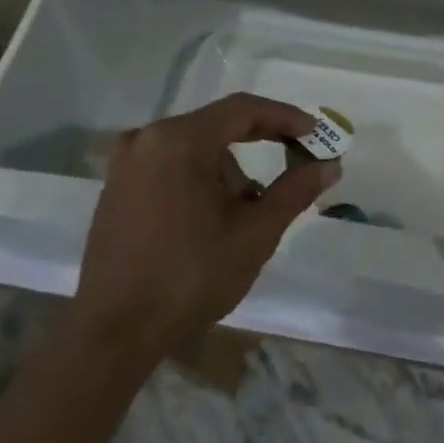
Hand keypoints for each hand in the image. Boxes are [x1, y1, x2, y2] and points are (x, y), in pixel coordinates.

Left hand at [74, 94, 339, 342]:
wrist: (114, 332)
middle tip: (297, 163)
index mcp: (178, 140)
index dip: (285, 117)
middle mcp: (145, 139)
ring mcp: (125, 165)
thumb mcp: (255, 233)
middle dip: (261, 145)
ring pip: (195, 149)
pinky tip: (215, 216)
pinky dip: (201, 179)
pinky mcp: (116, 189)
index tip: (316, 133)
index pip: (243, 110)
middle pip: (217, 127)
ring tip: (250, 212)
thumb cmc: (191, 276)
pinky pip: (171, 166)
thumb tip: (329, 166)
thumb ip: (295, 191)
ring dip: (229, 170)